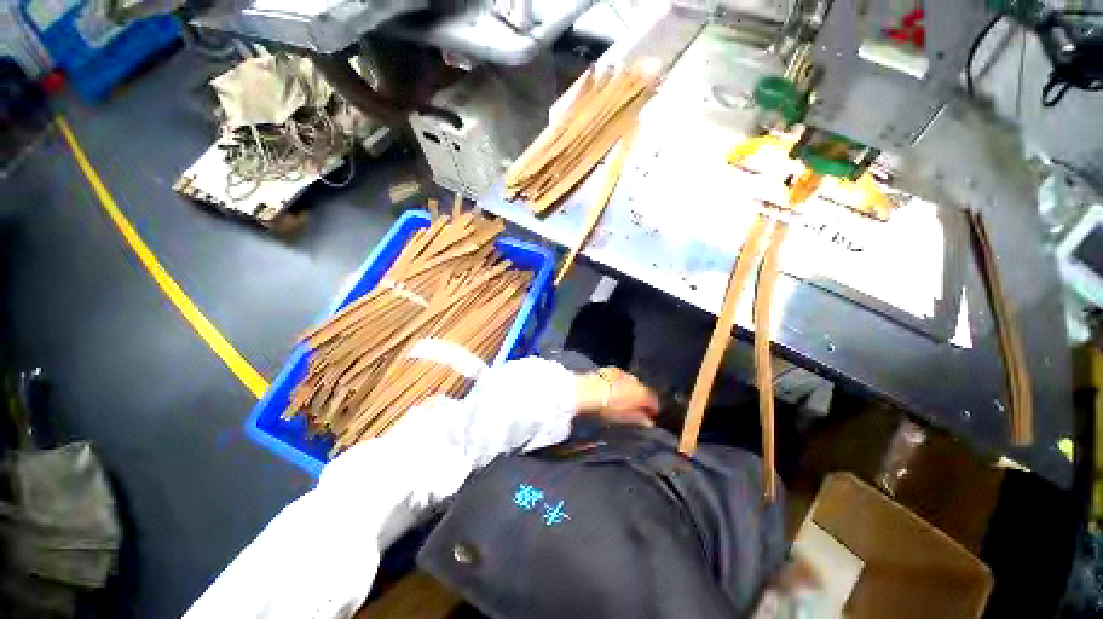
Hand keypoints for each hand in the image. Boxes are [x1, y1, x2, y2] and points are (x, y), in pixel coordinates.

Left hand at [575, 367, 659, 427]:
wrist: (586, 391)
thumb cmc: (606, 408)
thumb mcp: (624, 417)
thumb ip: (639, 419)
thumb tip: (649, 422)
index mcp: (641, 392)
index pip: (653, 401)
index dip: (653, 409)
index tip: (652, 415)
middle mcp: (635, 381)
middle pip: (643, 390)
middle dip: (643, 399)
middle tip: (639, 409)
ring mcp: (624, 373)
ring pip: (633, 383)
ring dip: (633, 391)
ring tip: (626, 400)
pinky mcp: (613, 370)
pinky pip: (623, 378)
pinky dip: (623, 384)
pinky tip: (616, 390)